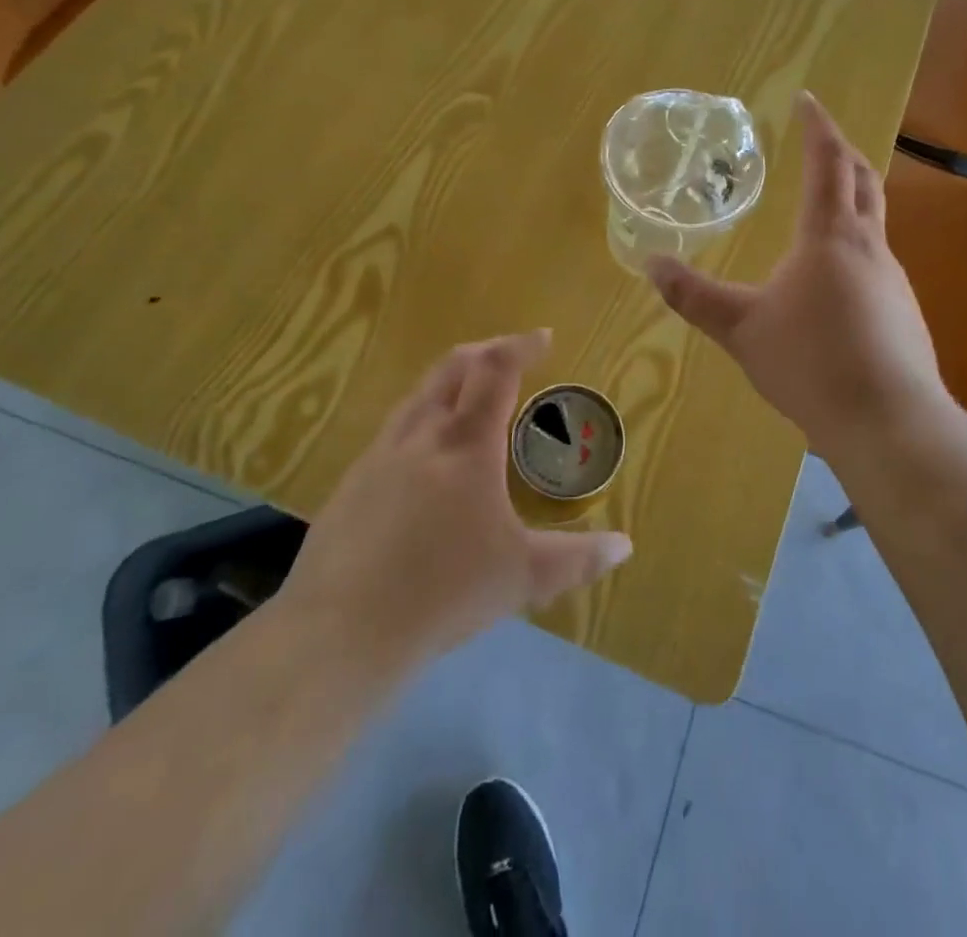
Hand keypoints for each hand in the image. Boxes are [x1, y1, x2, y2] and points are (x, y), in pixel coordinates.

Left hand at [278, 331, 632, 673]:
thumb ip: (578, 559)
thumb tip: (624, 547)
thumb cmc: (445, 592)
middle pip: (453, 367)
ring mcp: (380, 454)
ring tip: (470, 398)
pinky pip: (394, 428)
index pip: (497, 370)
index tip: (543, 338)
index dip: (521, 346)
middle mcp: (422, 434)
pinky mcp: (353, 481)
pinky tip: (426, 457)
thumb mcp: (524, 577)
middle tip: (509, 356)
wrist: (342, 629)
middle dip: (486, 351)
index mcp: (467, 443)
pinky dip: (423, 418)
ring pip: (419, 394)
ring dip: (450, 381)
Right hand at [646, 91, 947, 451]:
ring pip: (874, 222)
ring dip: (852, 200)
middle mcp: (869, 247)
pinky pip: (877, 262)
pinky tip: (834, 282)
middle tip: (821, 139)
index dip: (818, 127)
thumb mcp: (741, 328)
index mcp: (830, 237)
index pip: (827, 163)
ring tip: (822, 207)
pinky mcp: (903, 312)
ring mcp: (893, 280)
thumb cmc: (810, 362)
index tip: (807, 100)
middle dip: (842, 153)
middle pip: (863, 181)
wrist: (887, 421)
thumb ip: (693, 296)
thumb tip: (650, 263)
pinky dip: (855, 247)